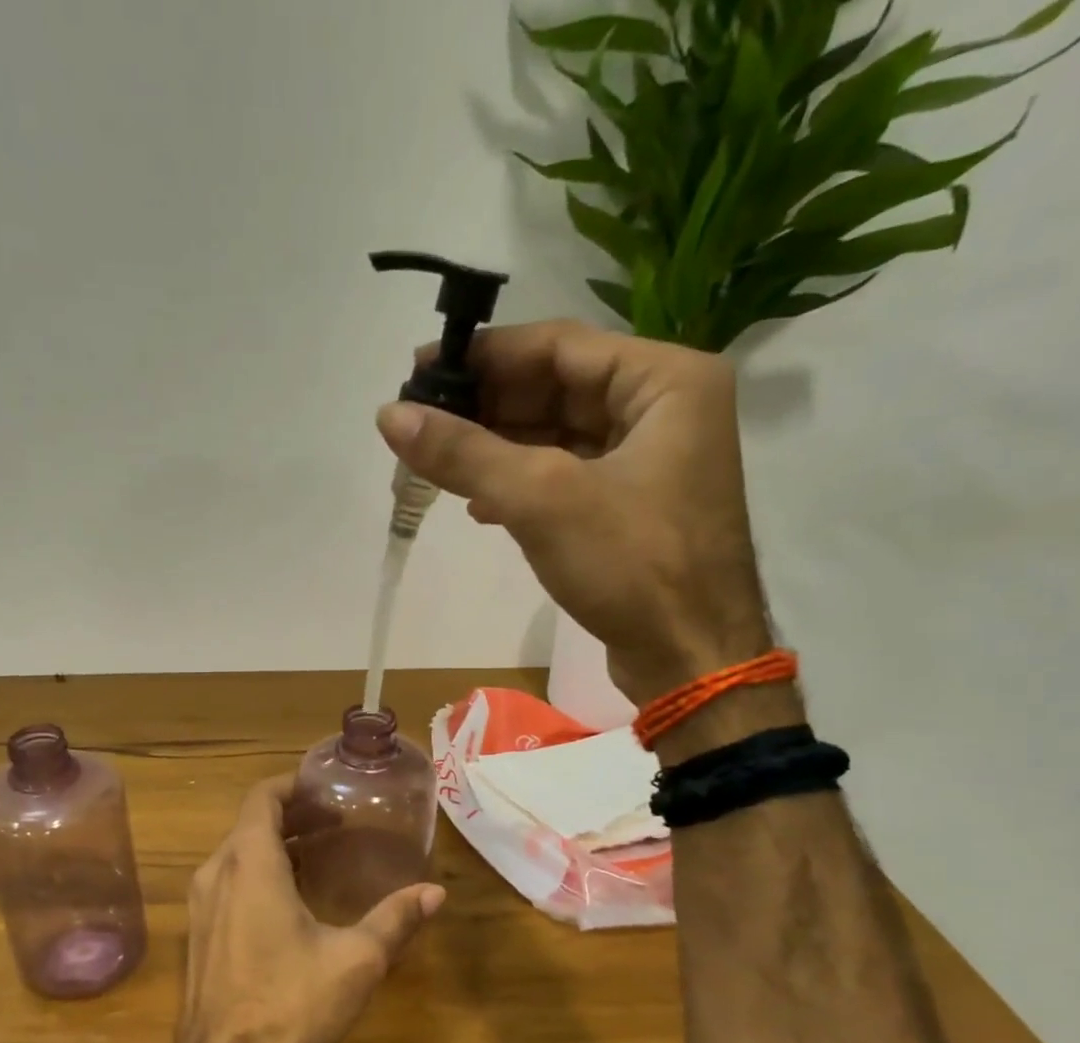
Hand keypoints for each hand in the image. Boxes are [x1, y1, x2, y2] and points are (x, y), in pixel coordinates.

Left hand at [169, 776, 443, 1042]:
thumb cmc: (289, 1006)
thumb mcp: (355, 961)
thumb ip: (395, 920)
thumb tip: (435, 892)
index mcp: (249, 864)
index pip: (263, 797)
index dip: (294, 787)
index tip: (327, 790)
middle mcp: (216, 874)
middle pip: (250, 824)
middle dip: (292, 816)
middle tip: (337, 823)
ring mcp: (200, 907)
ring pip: (237, 855)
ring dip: (275, 846)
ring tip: (320, 856)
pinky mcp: (197, 937)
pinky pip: (228, 884)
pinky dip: (258, 875)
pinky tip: (291, 902)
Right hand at [376, 320, 773, 708]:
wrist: (689, 659)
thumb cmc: (630, 565)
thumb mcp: (541, 498)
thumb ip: (464, 453)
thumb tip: (389, 415)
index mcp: (665, 381)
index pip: (559, 346)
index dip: (485, 356)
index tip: (420, 372)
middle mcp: (664, 409)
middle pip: (557, 389)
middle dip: (486, 407)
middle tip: (420, 421)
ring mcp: (649, 462)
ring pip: (557, 437)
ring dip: (497, 449)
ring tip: (436, 461)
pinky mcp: (630, 508)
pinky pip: (565, 477)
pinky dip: (520, 485)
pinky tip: (478, 504)